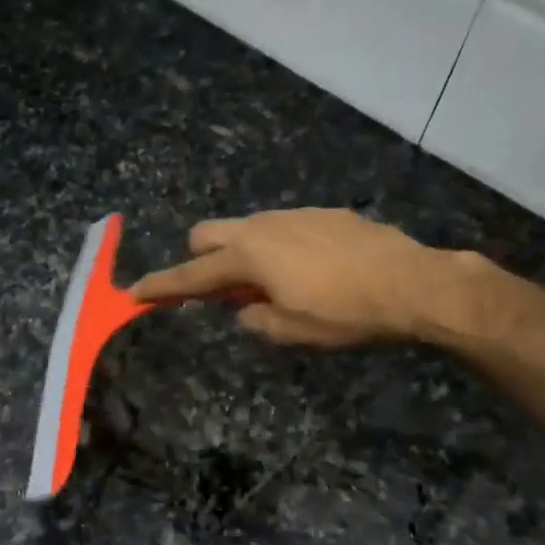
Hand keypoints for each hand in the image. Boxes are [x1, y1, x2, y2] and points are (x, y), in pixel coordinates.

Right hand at [131, 209, 461, 346]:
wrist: (412, 282)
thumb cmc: (345, 313)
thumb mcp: (291, 330)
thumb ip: (253, 319)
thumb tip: (244, 309)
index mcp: (248, 256)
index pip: (191, 275)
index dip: (160, 287)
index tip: (133, 293)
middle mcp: (263, 226)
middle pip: (208, 234)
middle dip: (200, 259)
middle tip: (222, 292)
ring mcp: (294, 215)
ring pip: (247, 228)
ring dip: (241, 254)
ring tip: (272, 286)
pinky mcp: (323, 213)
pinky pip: (282, 227)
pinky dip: (276, 248)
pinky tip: (309, 271)